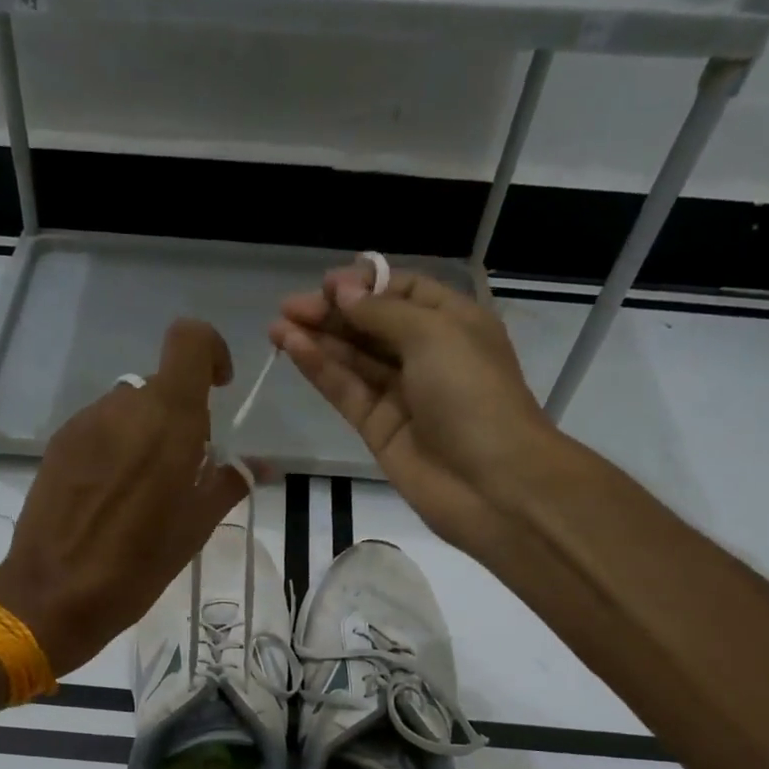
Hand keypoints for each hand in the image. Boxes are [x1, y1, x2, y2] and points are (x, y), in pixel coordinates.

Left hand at [0, 318, 247, 673]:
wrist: (53, 595)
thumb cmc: (137, 566)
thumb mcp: (194, 529)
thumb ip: (228, 484)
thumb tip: (259, 465)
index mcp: (168, 420)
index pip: (189, 340)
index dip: (210, 351)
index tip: (220, 389)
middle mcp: (124, 408)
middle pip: (161, 385)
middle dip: (181, 416)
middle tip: (184, 470)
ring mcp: (85, 424)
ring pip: (128, 408)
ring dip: (146, 432)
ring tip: (144, 490)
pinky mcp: (58, 444)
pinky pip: (100, 428)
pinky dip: (116, 446)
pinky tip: (110, 496)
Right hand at [269, 261, 561, 558]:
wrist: (491, 483)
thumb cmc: (473, 395)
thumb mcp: (434, 335)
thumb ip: (382, 312)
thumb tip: (343, 291)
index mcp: (453, 323)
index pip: (403, 292)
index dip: (365, 285)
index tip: (326, 285)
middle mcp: (426, 355)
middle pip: (372, 325)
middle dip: (333, 313)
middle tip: (289, 307)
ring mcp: (401, 394)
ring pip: (354, 359)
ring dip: (318, 340)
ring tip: (277, 326)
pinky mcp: (378, 429)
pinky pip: (346, 391)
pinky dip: (321, 370)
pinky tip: (293, 349)